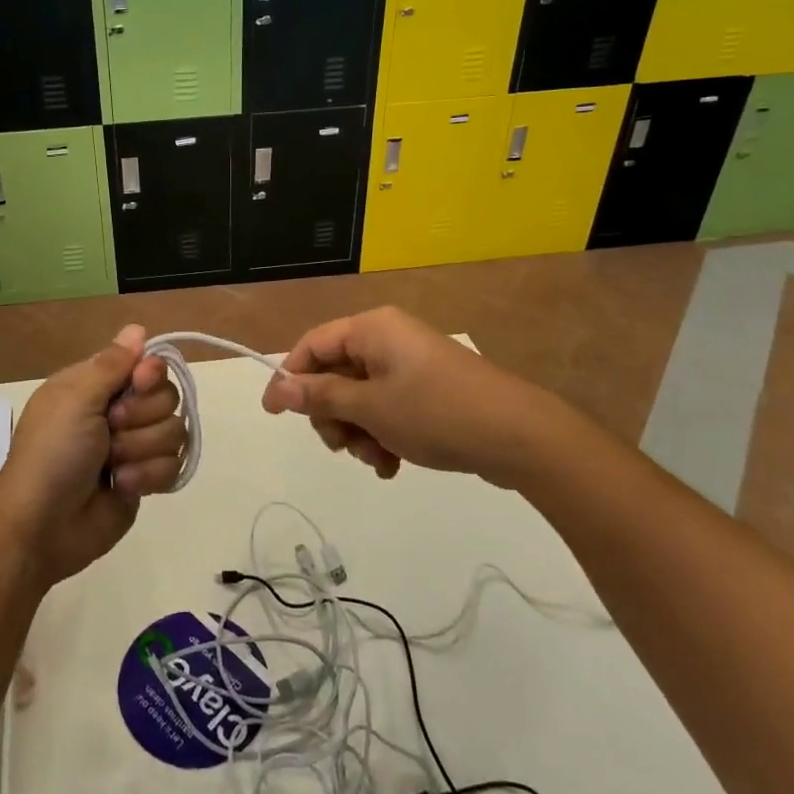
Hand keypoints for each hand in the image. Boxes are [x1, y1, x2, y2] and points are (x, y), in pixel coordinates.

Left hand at [0, 325, 185, 585]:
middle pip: (166, 397)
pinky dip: (147, 476)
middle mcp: (117, 411)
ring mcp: (132, 447)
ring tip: (112, 466)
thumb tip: (137, 328)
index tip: (138, 383)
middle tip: (110, 429)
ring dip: (140, 449)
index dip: (149, 373)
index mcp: (95, 386)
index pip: (145, 364)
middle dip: (141, 417)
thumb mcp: (75, 399)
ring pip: (173, 432)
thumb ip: (113, 364)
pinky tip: (122, 486)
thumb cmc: (52, 453)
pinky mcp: (143, 481)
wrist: (42, 526)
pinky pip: (172, 466)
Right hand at [259, 307, 569, 488]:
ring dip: (358, 431)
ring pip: (360, 397)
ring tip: (376, 459)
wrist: (519, 436)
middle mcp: (388, 339)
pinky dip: (382, 434)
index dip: (289, 378)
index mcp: (371, 329)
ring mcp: (410, 365)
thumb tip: (279, 389)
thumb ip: (320, 397)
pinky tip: (392, 464)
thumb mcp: (370, 408)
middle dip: (333, 415)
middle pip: (335, 374)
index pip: (312, 345)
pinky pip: (387, 407)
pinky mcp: (428, 389)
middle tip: (341, 446)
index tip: (274, 414)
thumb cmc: (435, 412)